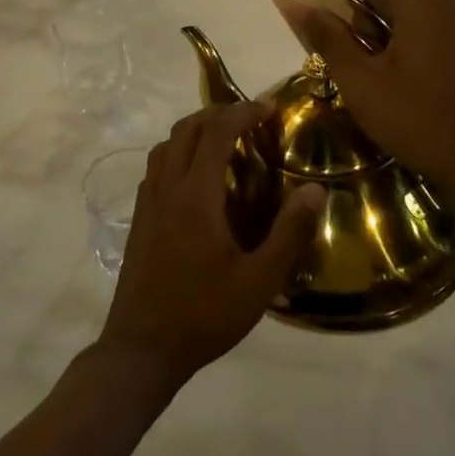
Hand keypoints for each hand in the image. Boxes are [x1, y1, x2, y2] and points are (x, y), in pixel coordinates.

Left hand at [96, 103, 324, 391]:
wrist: (142, 348)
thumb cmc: (204, 315)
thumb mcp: (259, 282)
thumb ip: (289, 234)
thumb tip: (315, 190)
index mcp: (196, 196)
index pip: (216, 133)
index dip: (242, 112)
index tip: (269, 108)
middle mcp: (167, 188)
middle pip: (186, 129)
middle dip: (218, 113)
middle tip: (250, 119)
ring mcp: (148, 202)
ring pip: (166, 145)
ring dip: (194, 131)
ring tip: (223, 140)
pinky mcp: (139, 218)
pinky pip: (156, 167)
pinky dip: (177, 153)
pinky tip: (195, 177)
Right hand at [281, 0, 454, 191]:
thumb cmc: (416, 119)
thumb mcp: (360, 81)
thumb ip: (327, 37)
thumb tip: (295, 5)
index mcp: (423, 0)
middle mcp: (445, 1)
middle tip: (324, 30)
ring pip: (403, 0)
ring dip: (368, 19)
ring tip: (345, 56)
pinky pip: (418, 20)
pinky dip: (390, 31)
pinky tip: (374, 68)